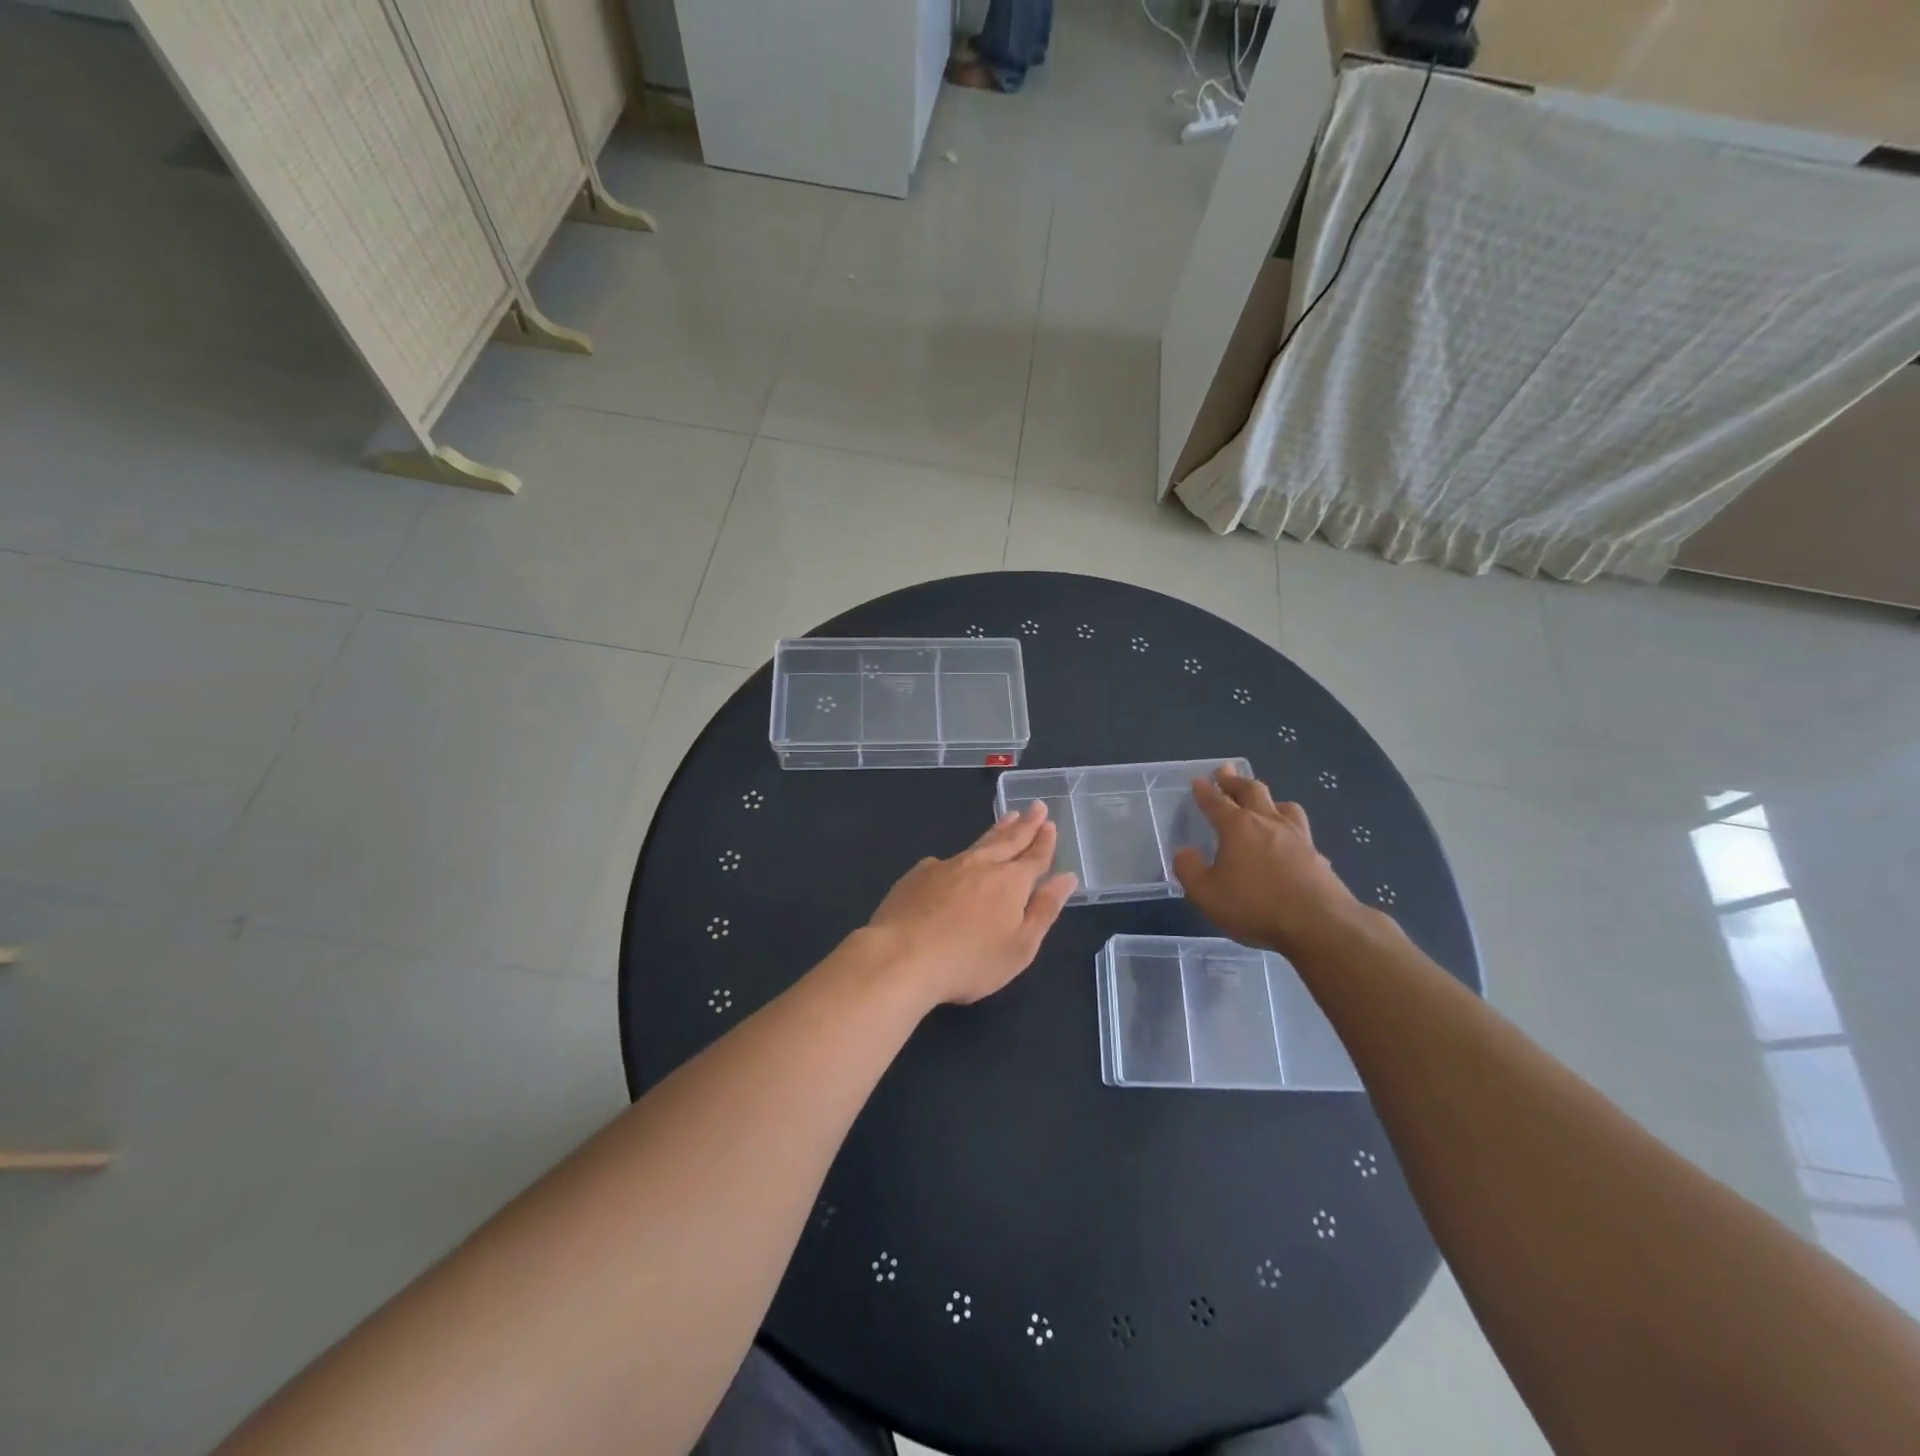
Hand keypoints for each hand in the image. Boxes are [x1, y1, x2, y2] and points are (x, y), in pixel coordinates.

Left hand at [865, 801, 1077, 1006]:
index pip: (1034, 856)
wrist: (902, 957)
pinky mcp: (918, 874)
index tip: (1050, 823)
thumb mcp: (1020, 946)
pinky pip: (946, 861)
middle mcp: (981, 864)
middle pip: (1008, 840)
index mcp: (1011, 882)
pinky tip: (954, 863)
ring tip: (1008, 818)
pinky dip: (959, 858)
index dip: (1045, 841)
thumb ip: (1044, 909)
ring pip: (979, 843)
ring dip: (997, 830)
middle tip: (1036, 806)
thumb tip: (1066, 878)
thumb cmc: (970, 961)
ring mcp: (947, 866)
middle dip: (1025, 824)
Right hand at [1172, 765, 1367, 957]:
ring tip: (1265, 801)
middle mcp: (1267, 823)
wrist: (1319, 924)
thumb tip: (1184, 852)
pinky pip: (1301, 831)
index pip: (1216, 802)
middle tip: (1226, 772)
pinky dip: (1290, 828)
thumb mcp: (1206, 893)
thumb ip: (1189, 870)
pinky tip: (1290, 840)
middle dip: (1235, 781)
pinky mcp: (1317, 856)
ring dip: (1270, 799)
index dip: (1205, 791)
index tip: (1198, 780)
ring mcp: (1297, 837)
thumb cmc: (1254, 905)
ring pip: (1283, 806)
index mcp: (1237, 827)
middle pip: (1252, 791)